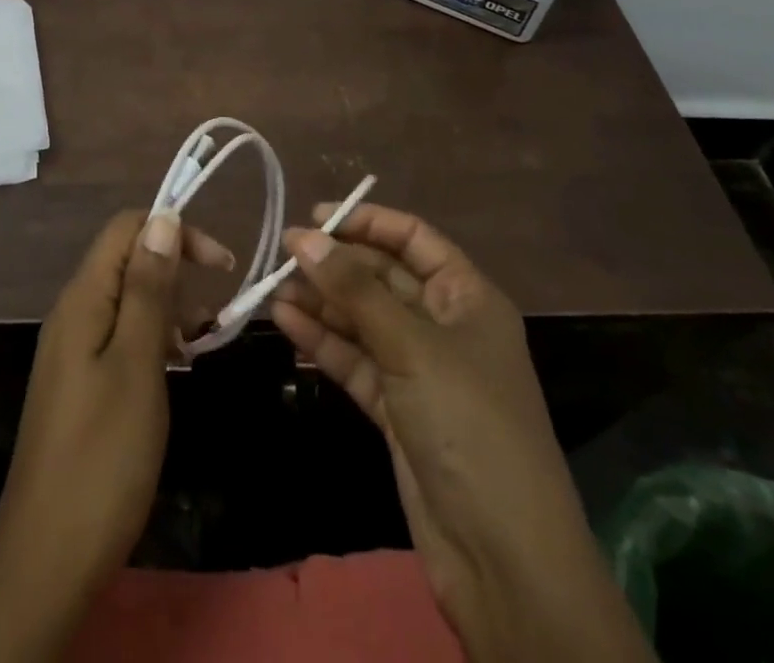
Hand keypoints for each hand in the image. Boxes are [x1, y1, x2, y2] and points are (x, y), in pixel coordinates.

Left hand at [0, 209, 232, 662]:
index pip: (126, 228)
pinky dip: (154, 338)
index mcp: (83, 298)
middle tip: (215, 314)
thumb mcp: (137, 365)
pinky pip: (121, 334)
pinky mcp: (80, 380)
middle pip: (127, 259)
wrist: (48, 558)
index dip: (174, 231)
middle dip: (176, 270)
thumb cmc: (103, 456)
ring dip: (169, 307)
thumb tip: (162, 218)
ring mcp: (74, 347)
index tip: (220, 265)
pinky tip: (178, 365)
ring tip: (204, 341)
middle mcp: (74, 311)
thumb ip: (148, 289)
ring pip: (128, 299)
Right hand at [272, 203, 653, 662]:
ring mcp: (418, 369)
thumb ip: (353, 289)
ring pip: (362, 320)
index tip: (315, 216)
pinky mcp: (396, 408)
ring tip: (271, 289)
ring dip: (321, 303)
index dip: (367, 222)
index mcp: (467, 297)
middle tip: (282, 254)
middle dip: (335, 265)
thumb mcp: (411, 346)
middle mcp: (443, 325)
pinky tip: (285, 323)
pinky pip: (354, 360)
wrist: (502, 557)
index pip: (413, 239)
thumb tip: (302, 236)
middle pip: (382, 278)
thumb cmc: (469, 424)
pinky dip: (322, 342)